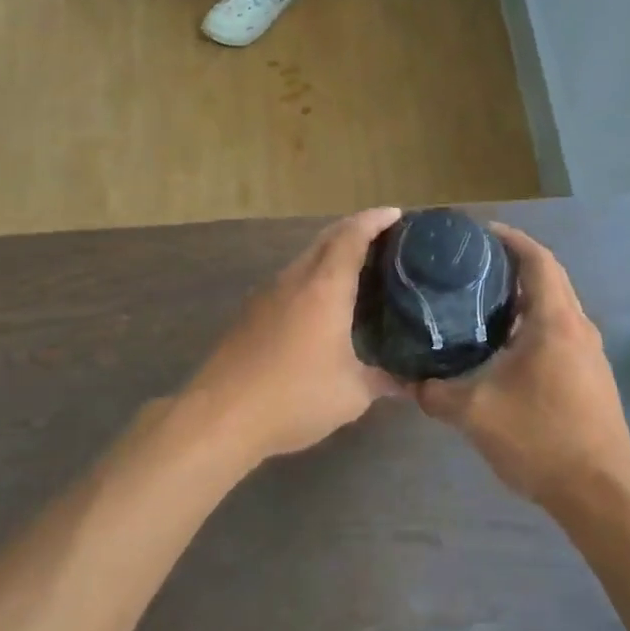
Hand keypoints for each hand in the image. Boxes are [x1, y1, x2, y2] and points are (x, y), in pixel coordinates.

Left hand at [183, 208, 403, 466]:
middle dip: (354, 230)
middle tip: (384, 239)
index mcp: (324, 288)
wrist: (220, 416)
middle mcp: (294, 280)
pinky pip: (289, 282)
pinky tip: (322, 306)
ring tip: (358, 271)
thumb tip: (409, 383)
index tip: (396, 214)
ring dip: (331, 255)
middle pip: (326, 239)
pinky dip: (312, 279)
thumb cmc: (294, 397)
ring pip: (304, 260)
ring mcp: (267, 295)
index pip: (351, 237)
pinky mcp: (250, 315)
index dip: (374, 220)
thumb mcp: (351, 394)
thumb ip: (383, 381)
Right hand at [413, 226, 629, 509]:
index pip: (537, 260)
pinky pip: (560, 332)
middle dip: (513, 265)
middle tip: (470, 266)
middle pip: (549, 278)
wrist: (600, 492)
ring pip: (555, 307)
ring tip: (480, 301)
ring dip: (524, 297)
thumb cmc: (541, 438)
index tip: (479, 233)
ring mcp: (589, 353)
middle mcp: (578, 327)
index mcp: (555, 321)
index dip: (510, 239)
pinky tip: (504, 347)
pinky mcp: (591, 376)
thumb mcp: (475, 413)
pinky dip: (533, 323)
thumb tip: (408, 381)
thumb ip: (435, 392)